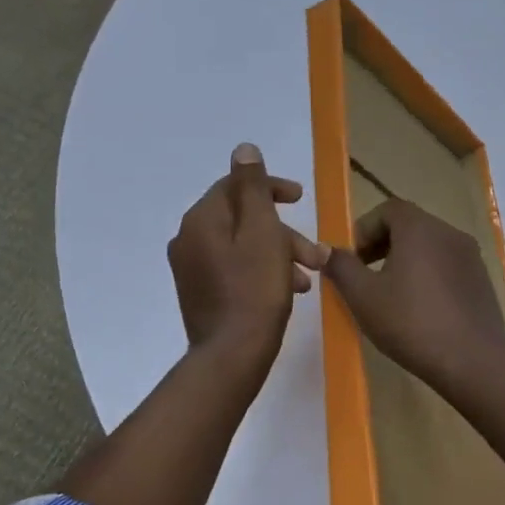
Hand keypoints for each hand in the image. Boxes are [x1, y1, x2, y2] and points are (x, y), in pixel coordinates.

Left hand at [169, 143, 328, 360]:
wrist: (232, 355)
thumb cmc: (255, 290)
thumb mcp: (263, 232)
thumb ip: (254, 188)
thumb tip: (244, 149)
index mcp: (201, 219)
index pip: (236, 187)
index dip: (272, 188)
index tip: (301, 199)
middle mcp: (188, 239)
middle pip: (242, 220)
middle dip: (283, 232)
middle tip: (316, 253)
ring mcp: (191, 268)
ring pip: (242, 247)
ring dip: (279, 254)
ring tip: (308, 277)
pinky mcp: (200, 293)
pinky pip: (235, 268)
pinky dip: (262, 271)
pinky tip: (287, 291)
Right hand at [321, 197, 504, 396]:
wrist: (474, 360)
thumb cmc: (411, 323)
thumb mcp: (364, 297)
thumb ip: (342, 268)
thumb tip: (326, 250)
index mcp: (420, 228)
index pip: (388, 209)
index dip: (364, 230)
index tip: (352, 259)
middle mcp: (449, 233)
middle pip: (410, 225)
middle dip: (383, 245)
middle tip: (365, 276)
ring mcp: (470, 256)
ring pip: (430, 247)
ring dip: (406, 261)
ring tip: (391, 295)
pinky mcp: (482, 280)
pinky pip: (448, 266)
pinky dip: (428, 276)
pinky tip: (420, 310)